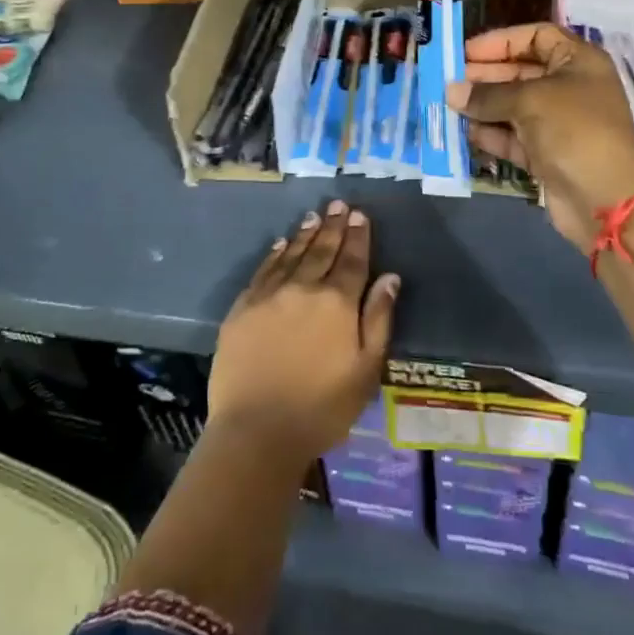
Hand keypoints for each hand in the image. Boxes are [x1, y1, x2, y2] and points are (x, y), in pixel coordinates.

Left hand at [208, 202, 399, 466]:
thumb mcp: (366, 370)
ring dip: (306, 234)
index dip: (358, 237)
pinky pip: (263, 270)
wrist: (257, 431)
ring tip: (315, 216)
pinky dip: (275, 253)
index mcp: (338, 302)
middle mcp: (304, 288)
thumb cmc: (322, 408)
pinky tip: (281, 243)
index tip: (360, 215)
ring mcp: (270, 295)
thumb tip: (390, 277)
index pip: (352, 260)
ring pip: (292, 254)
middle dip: (333, 226)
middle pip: (322, 250)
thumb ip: (379, 319)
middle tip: (339, 204)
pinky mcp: (243, 307)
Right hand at [446, 23, 633, 250]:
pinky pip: (513, 136)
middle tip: (449, 82)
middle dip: (485, 75)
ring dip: (483, 106)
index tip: (466, 52)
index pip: (536, 37)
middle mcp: (569, 87)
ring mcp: (558, 123)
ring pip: (513, 106)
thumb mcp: (530, 101)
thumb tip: (451, 91)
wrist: (605, 198)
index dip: (501, 41)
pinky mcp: (547, 153)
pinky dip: (491, 134)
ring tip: (448, 106)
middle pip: (521, 71)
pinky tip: (465, 132)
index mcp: (578, 61)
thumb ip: (488, 94)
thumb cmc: (574, 131)